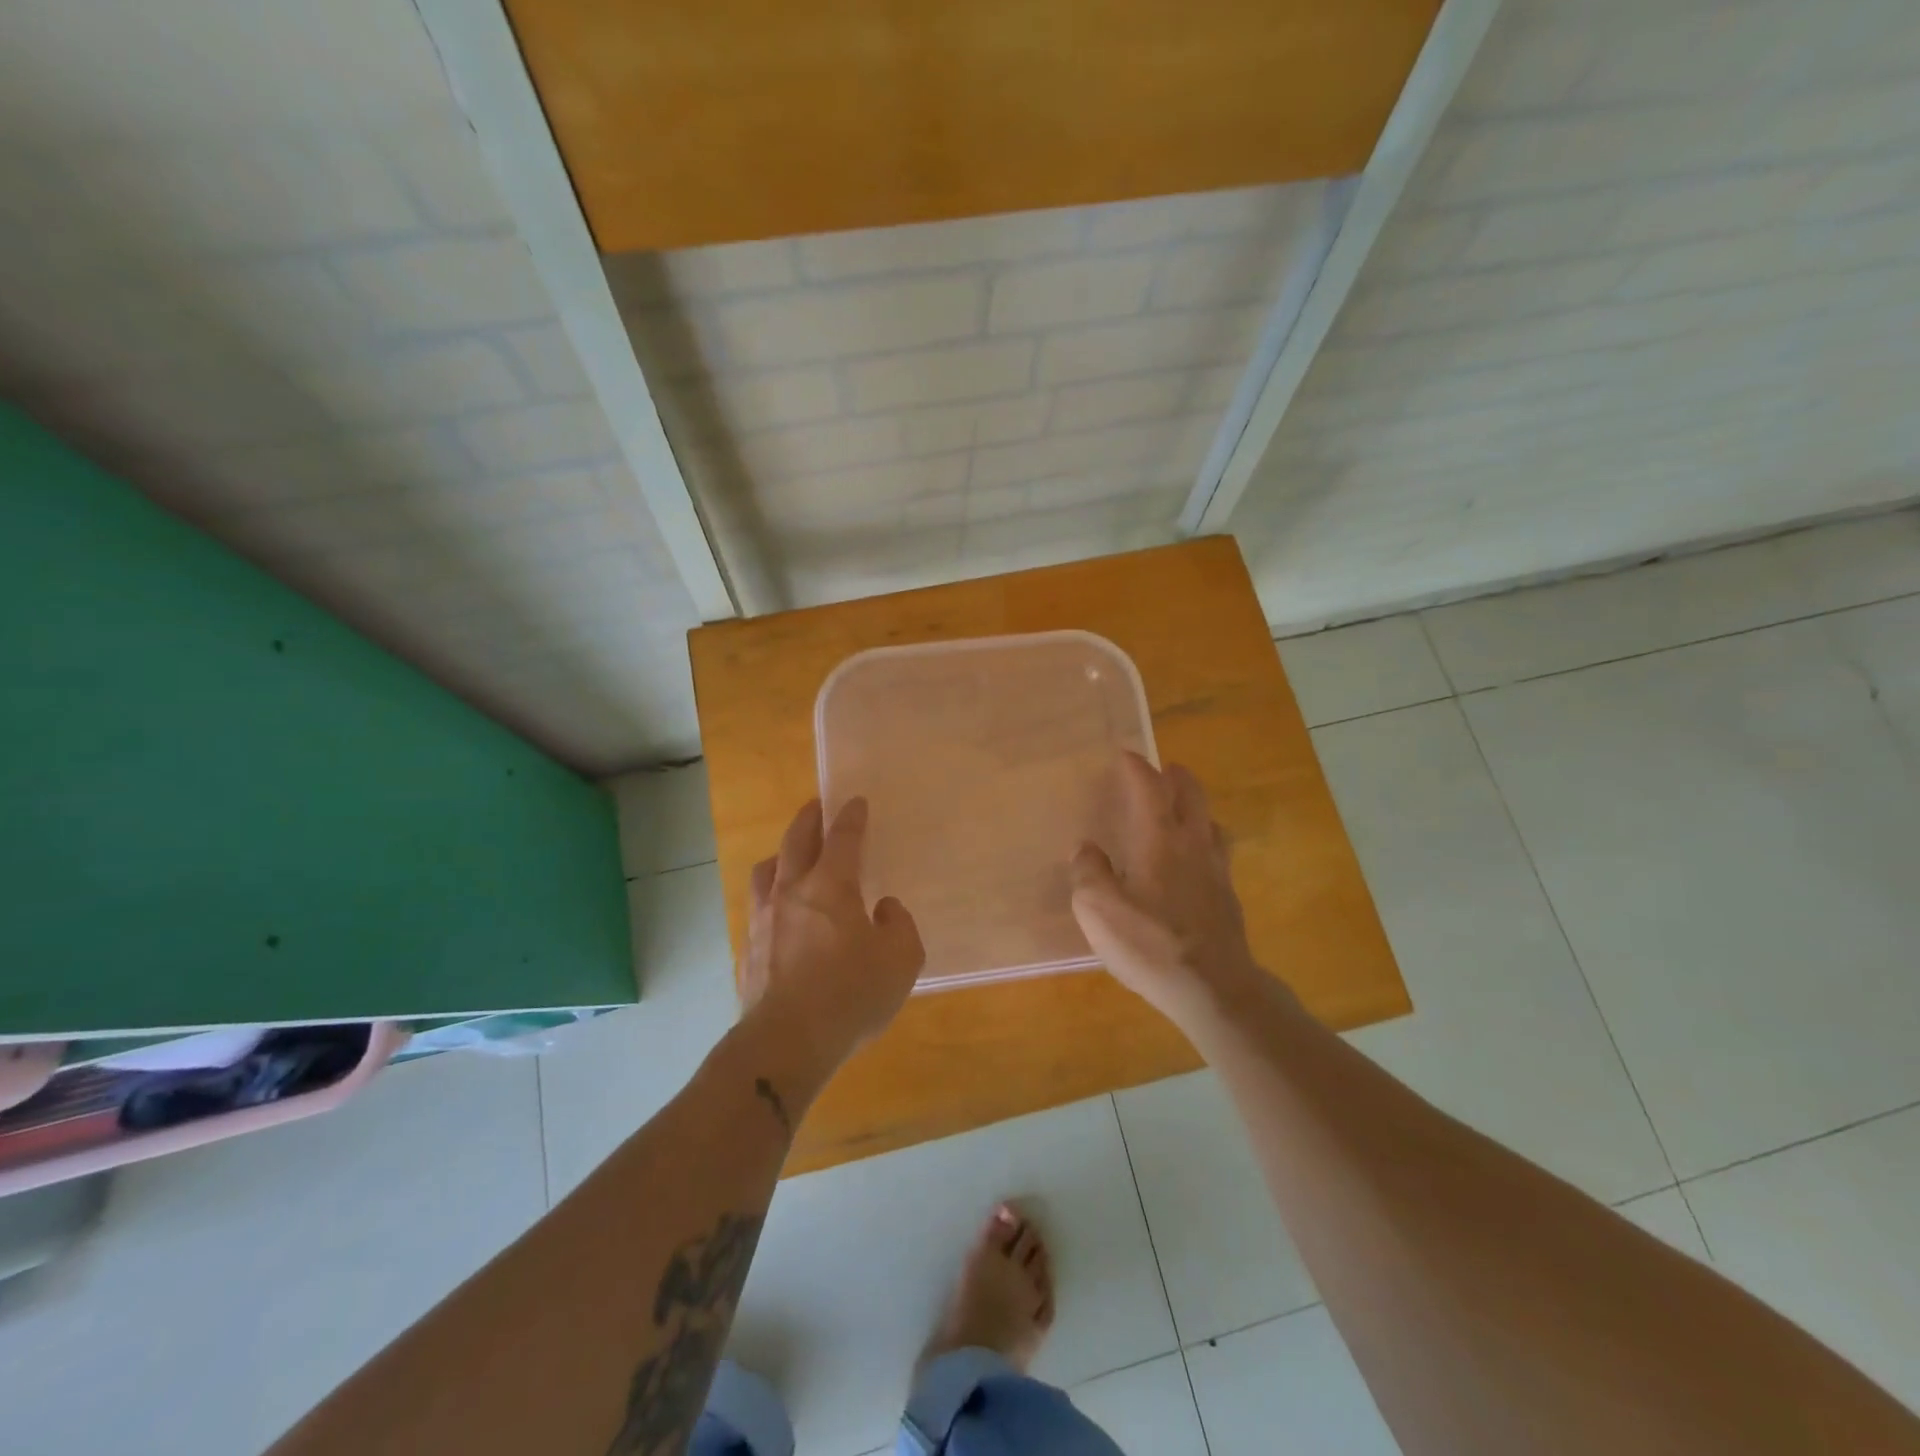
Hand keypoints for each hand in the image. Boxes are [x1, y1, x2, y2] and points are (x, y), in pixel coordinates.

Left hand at [738, 797, 924, 1071]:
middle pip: (796, 841)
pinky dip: (771, 896)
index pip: (842, 838)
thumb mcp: (901, 960)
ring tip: (790, 856)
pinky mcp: (748, 949)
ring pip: (767, 871)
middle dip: (809, 819)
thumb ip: (898, 925)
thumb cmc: (850, 994)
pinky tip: (779, 912)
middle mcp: (791, 892)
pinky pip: (758, 907)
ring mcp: (764, 920)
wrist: (786, 1042)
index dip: (851, 817)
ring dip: (782, 854)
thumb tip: (883, 909)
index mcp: (830, 886)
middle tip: (816, 807)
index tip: (855, 801)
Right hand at [1070, 753, 1270, 1032]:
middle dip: (1175, 776)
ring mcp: (1216, 870)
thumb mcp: (1098, 909)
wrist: (1213, 988)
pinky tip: (1192, 862)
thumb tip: (1086, 850)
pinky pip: (1217, 852)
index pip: (1150, 787)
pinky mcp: (1228, 897)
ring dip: (1195, 807)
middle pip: (1191, 794)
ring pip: (1210, 821)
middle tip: (1161, 771)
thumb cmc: (1151, 943)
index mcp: (1160, 838)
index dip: (1136, 767)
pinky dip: (1203, 841)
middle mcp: (1193, 843)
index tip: (1125, 754)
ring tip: (1179, 812)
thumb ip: (1087, 872)